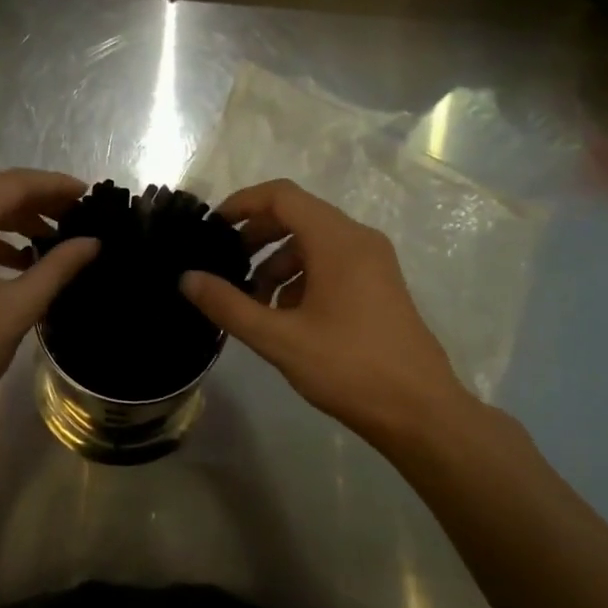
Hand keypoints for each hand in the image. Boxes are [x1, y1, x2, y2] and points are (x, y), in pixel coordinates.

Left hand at [0, 170, 98, 435]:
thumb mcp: (18, 308)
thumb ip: (57, 268)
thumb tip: (92, 242)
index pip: (12, 185)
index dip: (53, 185)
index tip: (87, 193)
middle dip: (33, 197)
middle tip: (73, 212)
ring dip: (10, 216)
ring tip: (49, 236)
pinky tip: (15, 257)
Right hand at [180, 179, 479, 452]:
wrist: (420, 411)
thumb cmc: (348, 368)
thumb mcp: (278, 339)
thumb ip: (229, 305)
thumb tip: (187, 279)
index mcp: (337, 240)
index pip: (281, 195)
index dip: (242, 203)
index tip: (212, 228)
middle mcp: (358, 239)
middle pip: (297, 215)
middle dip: (256, 235)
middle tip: (226, 266)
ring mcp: (374, 262)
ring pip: (314, 242)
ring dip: (277, 261)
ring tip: (253, 301)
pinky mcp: (379, 285)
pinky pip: (332, 262)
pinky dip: (301, 276)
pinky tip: (286, 316)